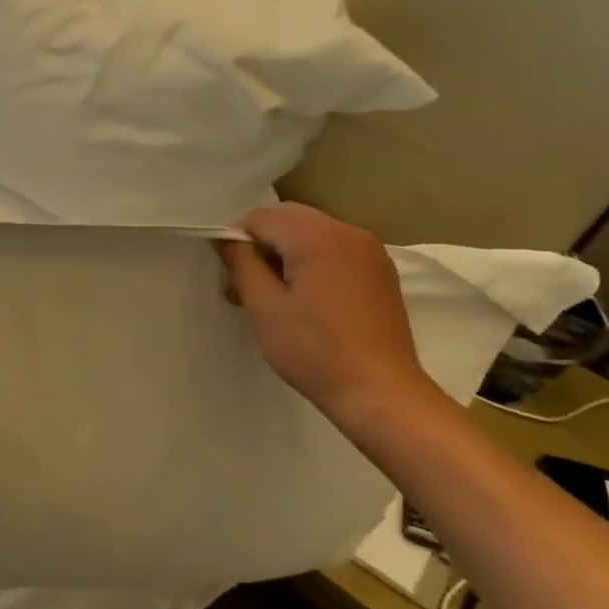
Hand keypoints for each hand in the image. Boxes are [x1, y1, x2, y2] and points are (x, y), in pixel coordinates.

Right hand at [217, 203, 435, 422]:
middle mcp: (347, 231)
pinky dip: (312, 259)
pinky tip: (305, 297)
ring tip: (273, 293)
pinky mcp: (380, 270)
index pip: (261, 217)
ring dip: (287, 251)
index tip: (230, 272)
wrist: (380, 392)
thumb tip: (227, 239)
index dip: (238, 238)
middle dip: (263, 242)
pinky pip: (335, 248)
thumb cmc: (314, 351)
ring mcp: (370, 250)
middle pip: (289, 218)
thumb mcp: (264, 308)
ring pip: (312, 232)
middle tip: (246, 282)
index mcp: (317, 236)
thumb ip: (242, 264)